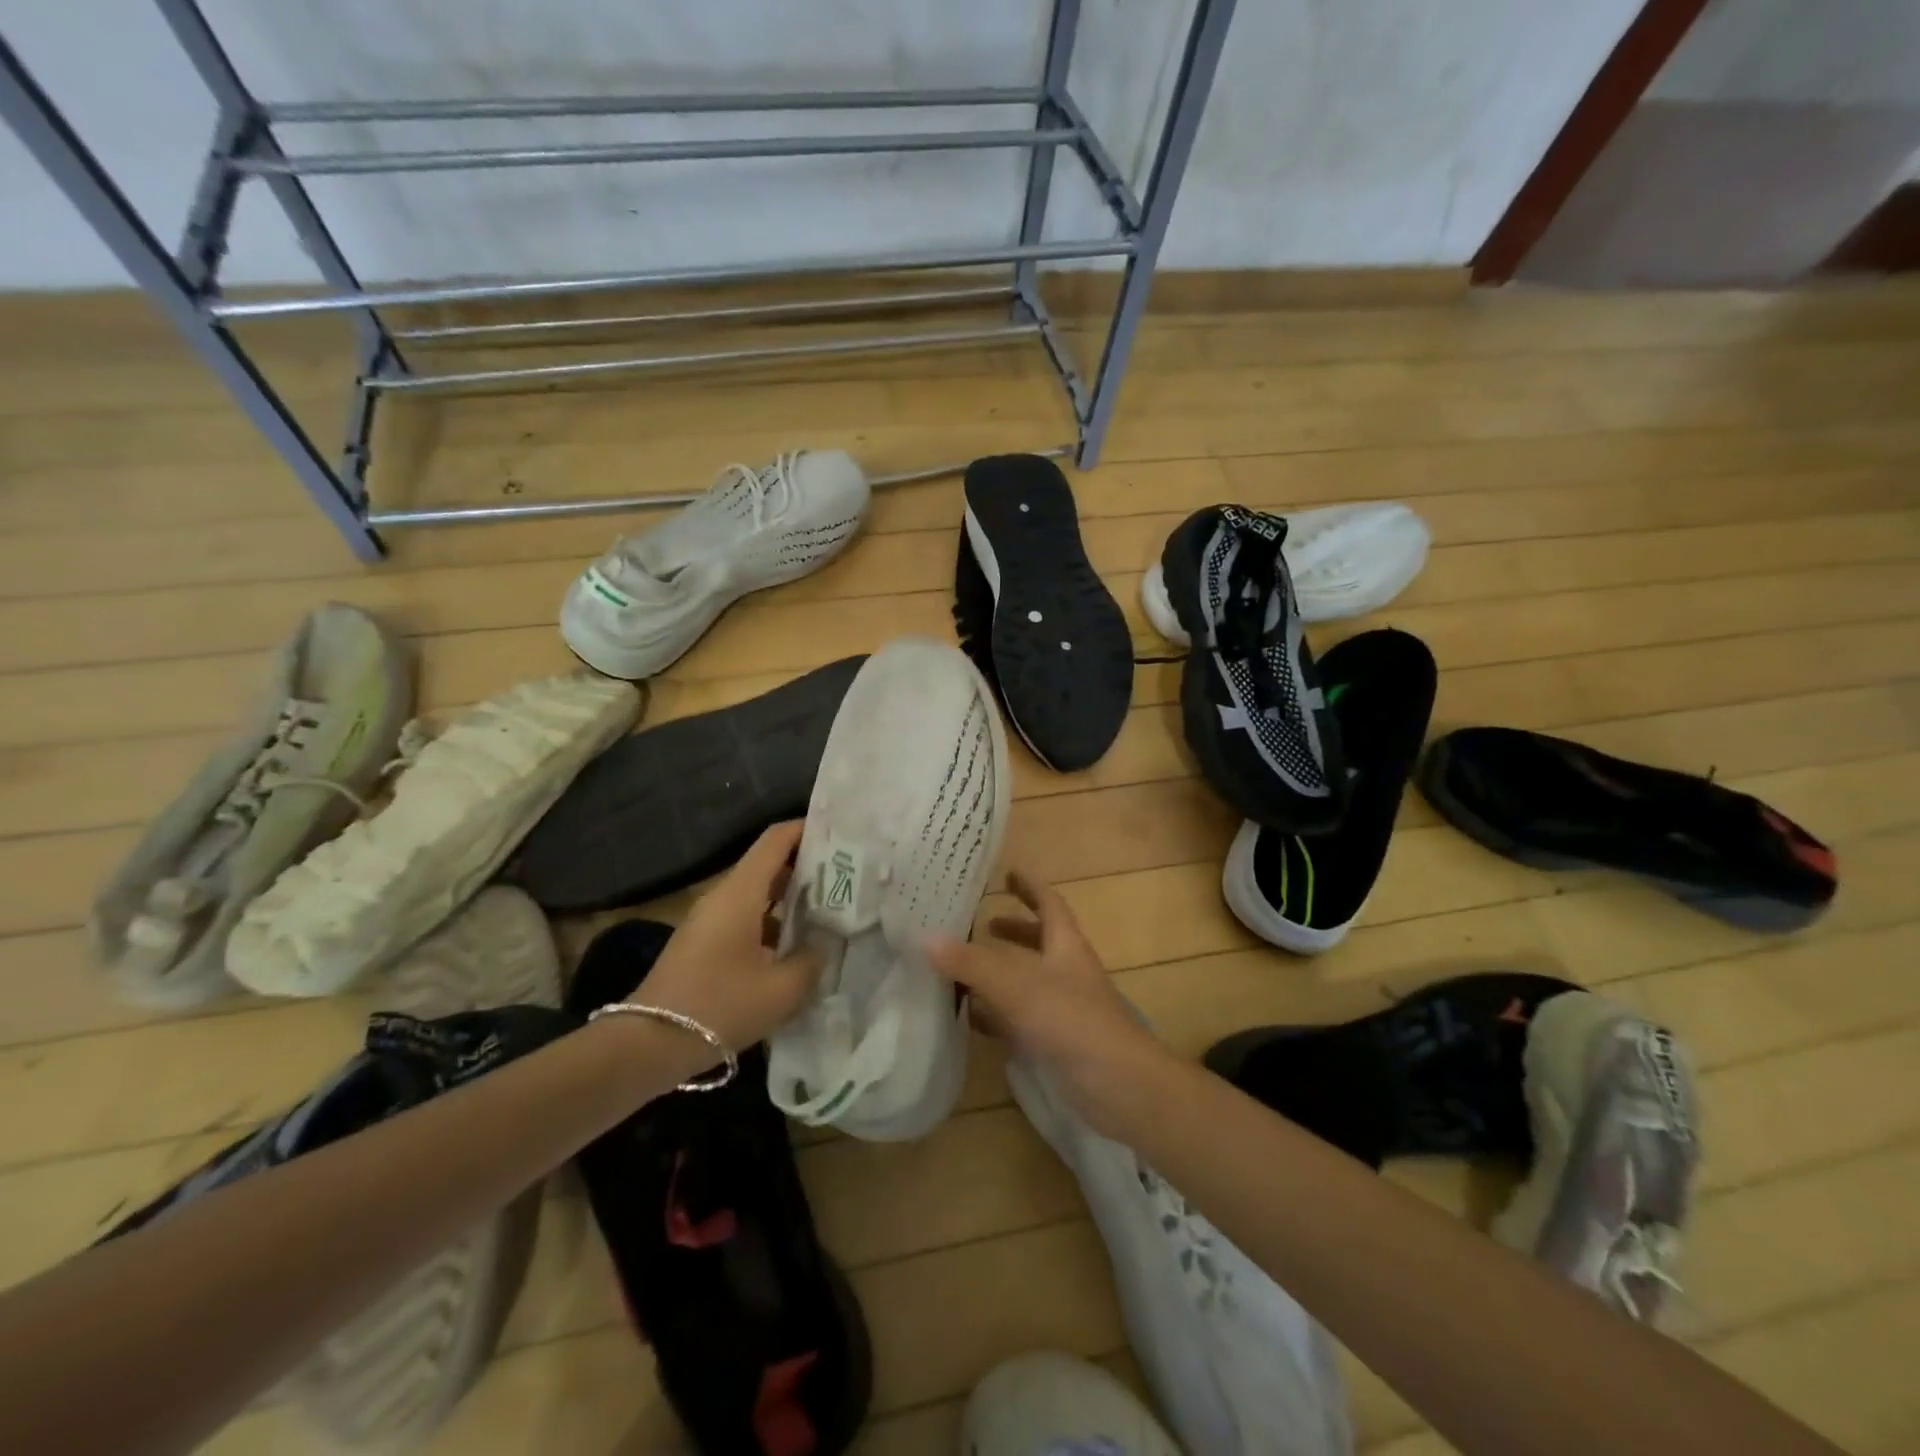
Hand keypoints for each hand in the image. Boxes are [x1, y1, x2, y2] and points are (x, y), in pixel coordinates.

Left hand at [637, 821, 822, 1053]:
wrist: (649, 1044)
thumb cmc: (720, 1006)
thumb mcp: (782, 989)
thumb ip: (813, 959)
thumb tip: (826, 941)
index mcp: (740, 892)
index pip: (776, 839)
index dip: (807, 829)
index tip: (841, 833)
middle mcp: (724, 896)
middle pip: (769, 863)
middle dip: (808, 865)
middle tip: (848, 874)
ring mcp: (711, 920)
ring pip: (759, 893)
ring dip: (792, 896)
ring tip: (832, 908)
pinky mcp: (705, 943)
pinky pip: (747, 917)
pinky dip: (774, 920)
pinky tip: (798, 945)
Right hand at [923, 869, 1168, 1137]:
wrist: (1118, 1085)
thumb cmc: (1071, 1021)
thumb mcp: (1017, 986)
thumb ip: (971, 963)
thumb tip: (925, 937)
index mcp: (1065, 945)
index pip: (1049, 903)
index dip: (1030, 886)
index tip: (1008, 872)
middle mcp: (1066, 971)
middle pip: (1039, 941)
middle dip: (1012, 930)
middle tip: (980, 925)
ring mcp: (1063, 1007)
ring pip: (1026, 981)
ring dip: (999, 973)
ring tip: (963, 970)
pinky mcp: (1056, 1041)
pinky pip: (1020, 1019)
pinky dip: (997, 1014)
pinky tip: (971, 1019)